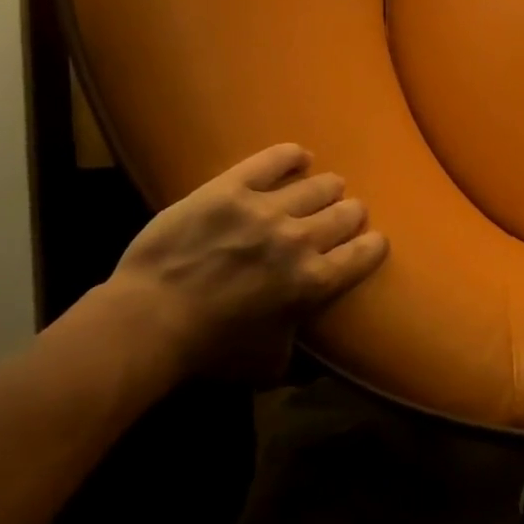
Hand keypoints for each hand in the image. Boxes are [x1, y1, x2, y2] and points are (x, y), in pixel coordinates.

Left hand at [107, 143, 388, 381]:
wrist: (150, 320)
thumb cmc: (210, 351)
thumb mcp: (269, 367)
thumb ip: (304, 357)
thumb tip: (322, 359)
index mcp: (312, 282)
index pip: (364, 254)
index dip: (374, 246)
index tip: (373, 243)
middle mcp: (299, 239)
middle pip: (346, 213)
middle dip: (351, 215)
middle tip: (345, 216)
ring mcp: (266, 208)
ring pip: (318, 184)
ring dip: (328, 188)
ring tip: (326, 188)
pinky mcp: (233, 187)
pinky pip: (274, 159)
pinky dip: (292, 156)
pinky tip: (300, 157)